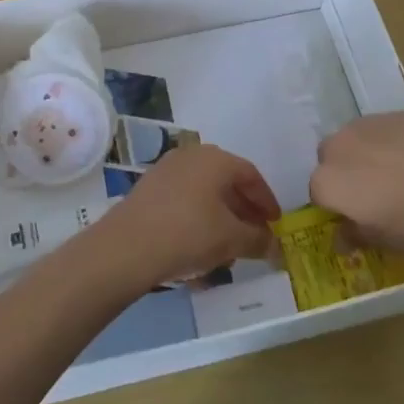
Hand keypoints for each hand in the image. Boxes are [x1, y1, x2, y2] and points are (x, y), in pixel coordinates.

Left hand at [94, 145, 280, 288]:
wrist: (127, 247)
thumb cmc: (188, 234)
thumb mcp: (231, 240)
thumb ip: (257, 240)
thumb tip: (275, 245)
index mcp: (215, 159)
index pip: (250, 174)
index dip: (266, 200)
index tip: (276, 223)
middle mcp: (191, 156)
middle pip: (226, 180)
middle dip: (244, 209)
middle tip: (255, 233)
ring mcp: (166, 170)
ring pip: (203, 192)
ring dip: (220, 216)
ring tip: (229, 246)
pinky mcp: (148, 189)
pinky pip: (183, 200)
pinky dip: (198, 219)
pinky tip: (199, 248)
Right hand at [311, 113, 403, 257]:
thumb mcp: (383, 241)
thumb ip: (355, 235)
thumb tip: (342, 236)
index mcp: (328, 181)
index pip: (317, 192)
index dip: (334, 205)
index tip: (354, 216)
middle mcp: (340, 146)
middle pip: (330, 157)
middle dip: (344, 172)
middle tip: (373, 194)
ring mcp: (369, 125)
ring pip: (356, 138)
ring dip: (365, 153)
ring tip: (398, 173)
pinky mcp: (397, 114)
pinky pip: (384, 129)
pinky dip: (392, 141)